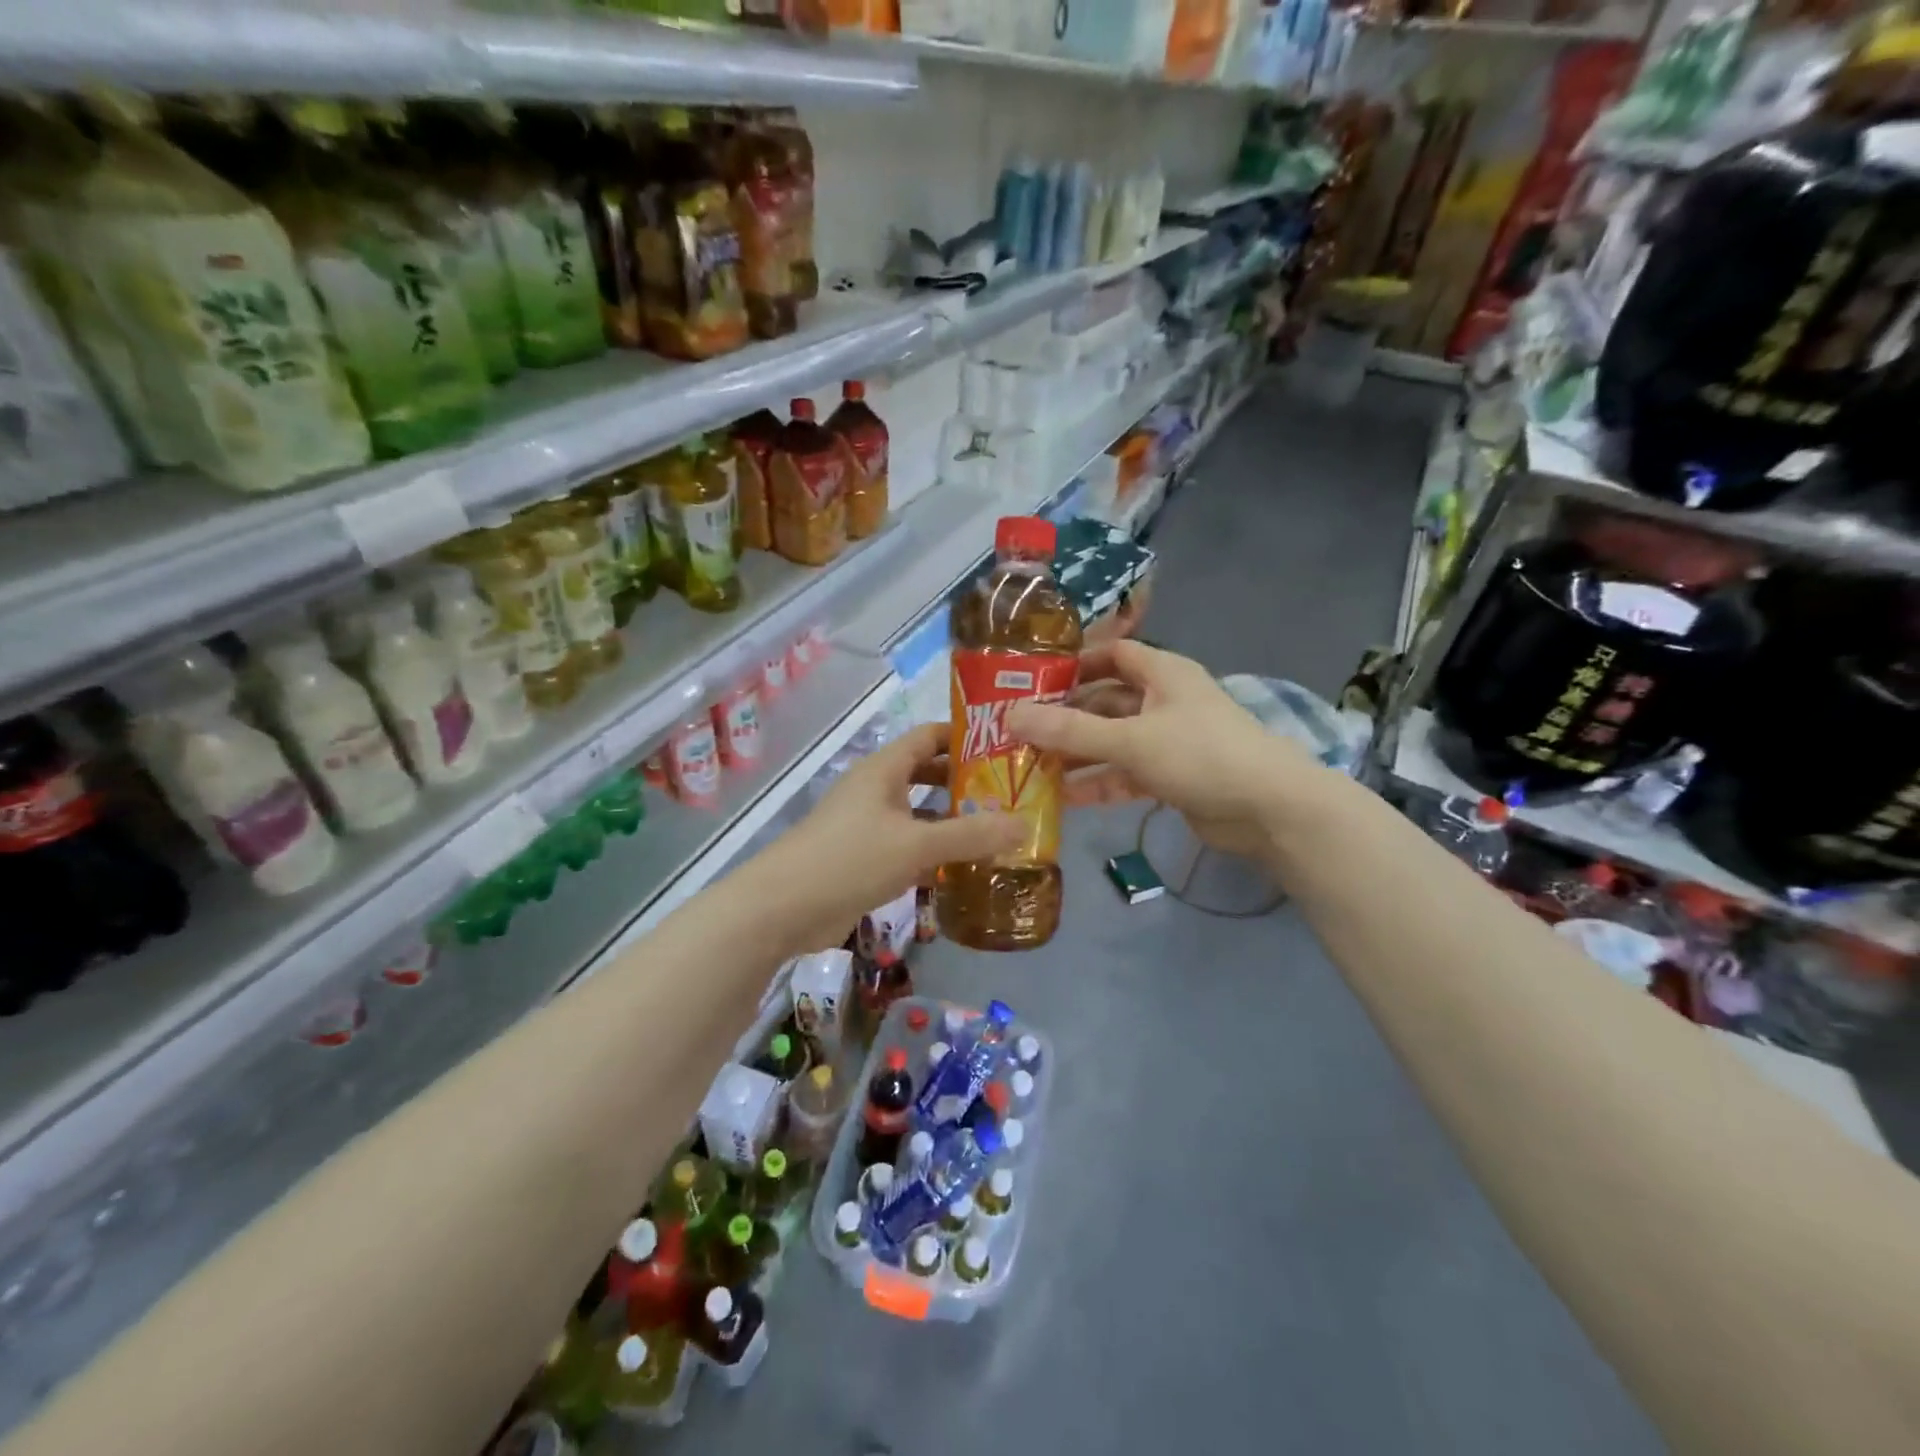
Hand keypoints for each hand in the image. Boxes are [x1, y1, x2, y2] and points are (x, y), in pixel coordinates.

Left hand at [750, 721, 1024, 956]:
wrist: (782, 909)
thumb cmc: (849, 859)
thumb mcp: (916, 844)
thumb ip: (971, 835)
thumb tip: (1025, 824)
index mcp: (884, 769)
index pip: (929, 736)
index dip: (965, 736)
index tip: (1006, 745)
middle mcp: (876, 790)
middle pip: (926, 773)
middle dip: (964, 781)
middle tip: (1010, 792)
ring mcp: (867, 825)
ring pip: (918, 813)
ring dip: (951, 820)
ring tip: (997, 829)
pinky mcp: (863, 859)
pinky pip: (907, 846)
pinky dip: (933, 852)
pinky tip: (964, 868)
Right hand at [1006, 641, 1324, 857]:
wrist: (1269, 809)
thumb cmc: (1200, 754)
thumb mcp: (1130, 740)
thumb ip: (1070, 731)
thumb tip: (1010, 717)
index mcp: (1162, 673)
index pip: (1111, 654)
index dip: (1074, 664)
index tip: (1032, 682)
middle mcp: (1163, 701)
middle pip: (1105, 701)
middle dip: (1066, 717)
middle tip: (1019, 733)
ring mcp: (1168, 740)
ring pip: (1112, 741)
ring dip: (1077, 754)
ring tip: (1031, 768)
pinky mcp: (1172, 776)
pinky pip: (1126, 773)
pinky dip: (1099, 782)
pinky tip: (1064, 798)